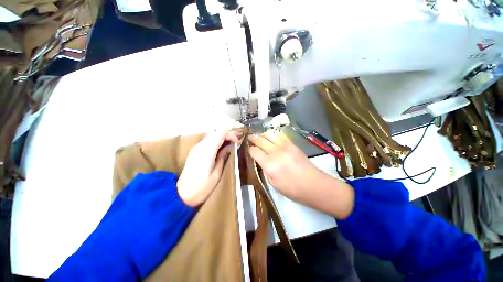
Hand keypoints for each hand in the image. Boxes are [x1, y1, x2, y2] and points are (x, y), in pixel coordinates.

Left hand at [177, 131, 240, 206]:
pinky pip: (207, 141)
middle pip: (216, 133)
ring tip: (231, 145)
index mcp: (207, 150)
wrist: (182, 195)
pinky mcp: (195, 151)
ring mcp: (196, 148)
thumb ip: (223, 156)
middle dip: (227, 135)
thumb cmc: (202, 187)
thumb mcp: (217, 172)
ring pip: (211, 136)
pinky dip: (216, 142)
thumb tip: (230, 146)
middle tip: (236, 142)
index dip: (231, 135)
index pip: (220, 134)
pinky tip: (221, 149)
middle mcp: (200, 146)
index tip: (237, 142)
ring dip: (222, 138)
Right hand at [248, 130, 354, 218]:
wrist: (314, 185)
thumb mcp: (273, 184)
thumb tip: (260, 161)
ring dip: (262, 134)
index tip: (249, 150)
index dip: (250, 149)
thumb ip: (265, 170)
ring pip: (270, 134)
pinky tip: (271, 137)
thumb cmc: (292, 189)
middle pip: (261, 140)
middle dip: (253, 138)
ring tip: (259, 136)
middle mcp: (275, 152)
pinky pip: (280, 135)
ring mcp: (285, 146)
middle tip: (249, 138)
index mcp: (269, 164)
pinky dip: (273, 134)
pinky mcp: (292, 144)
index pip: (254, 151)